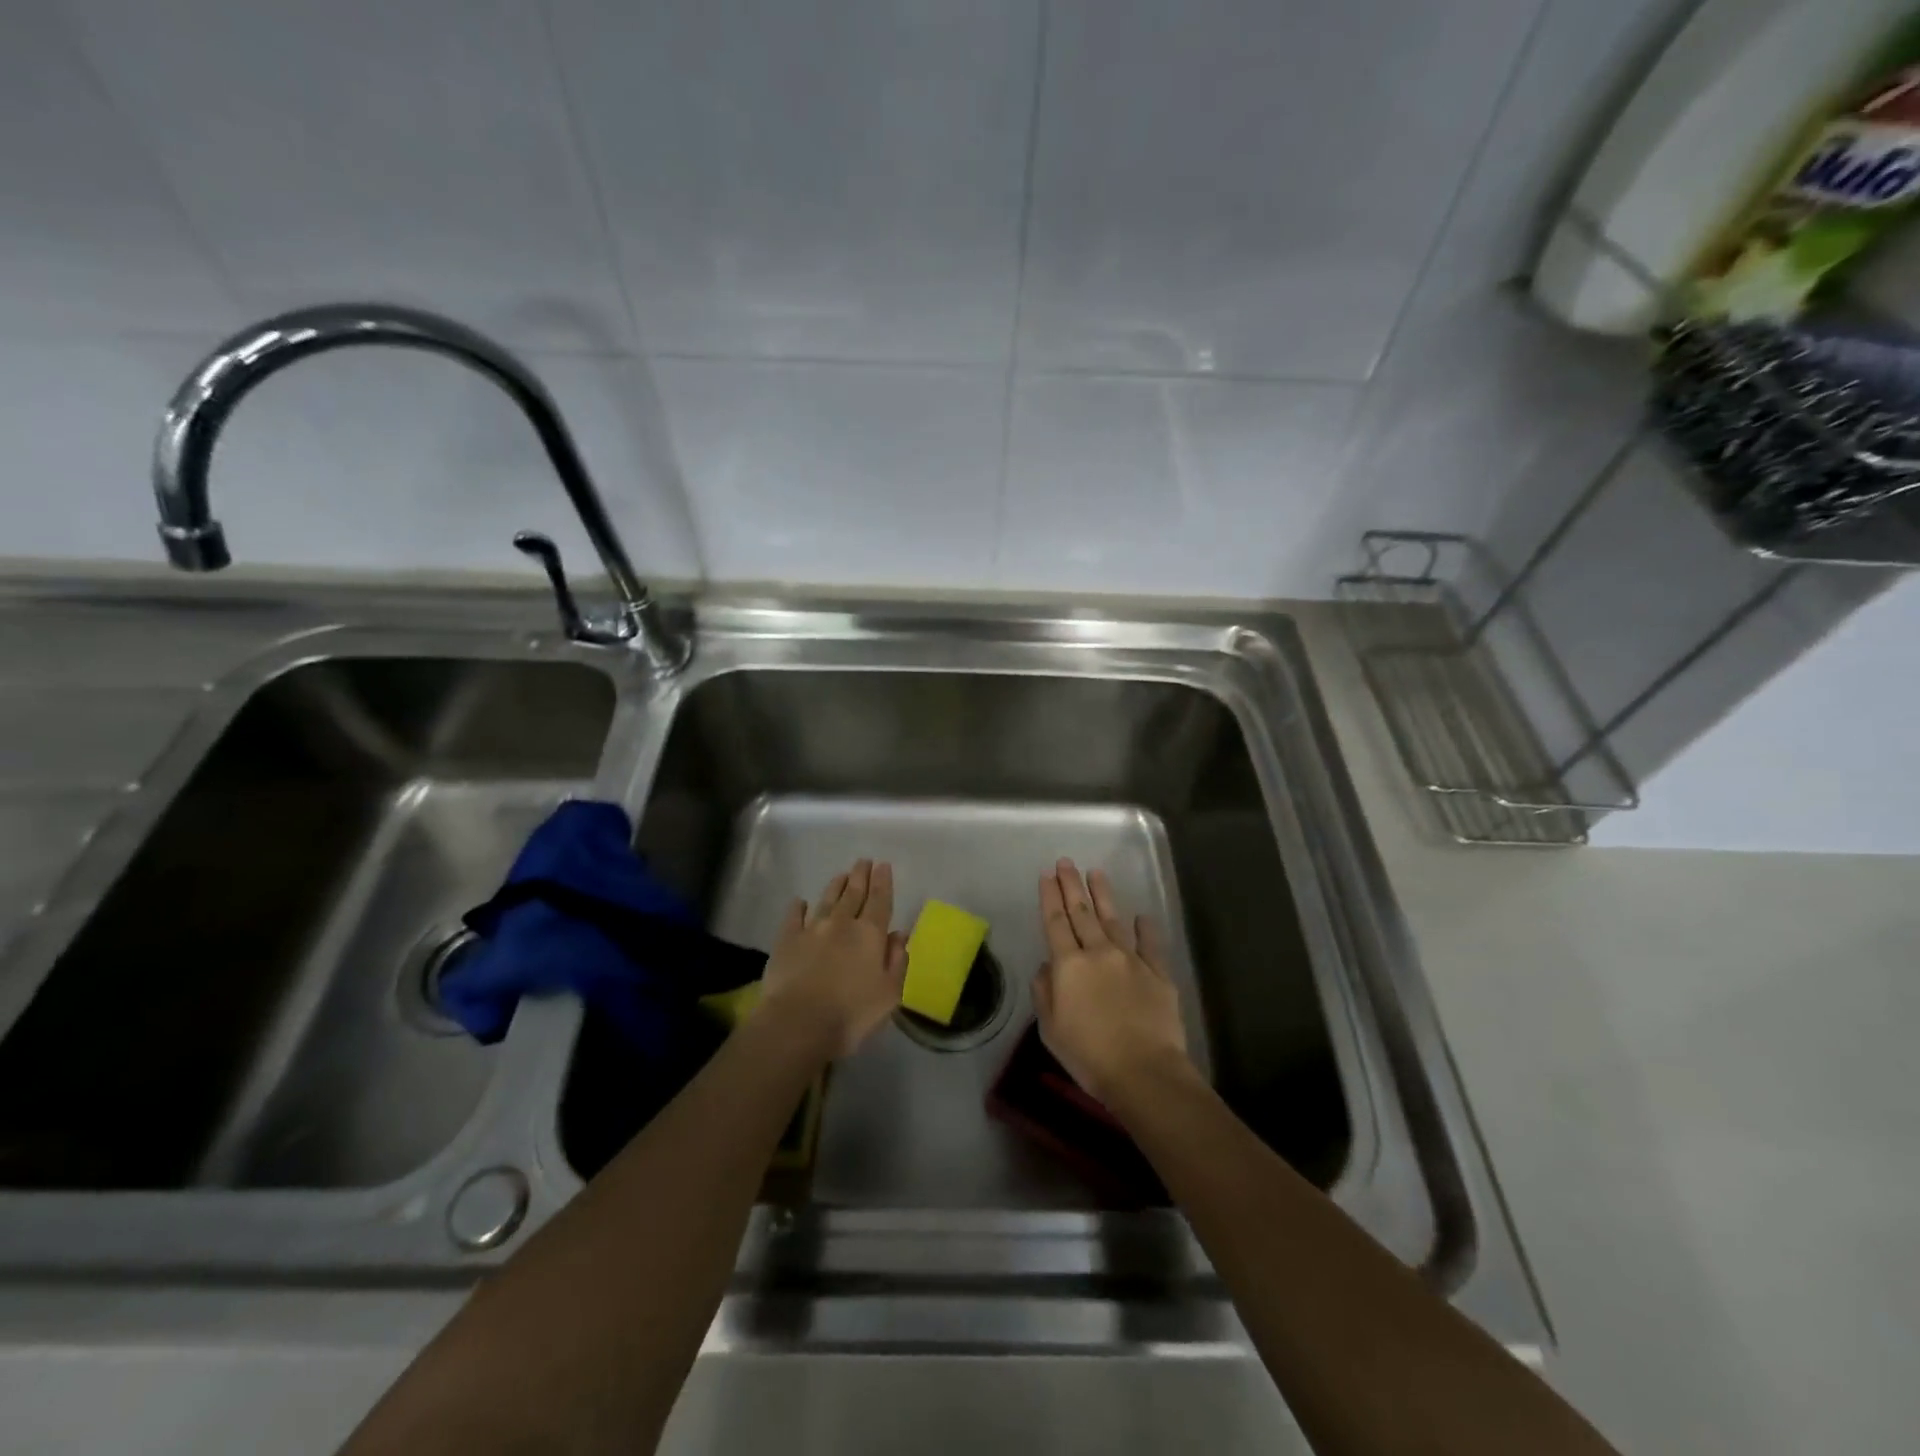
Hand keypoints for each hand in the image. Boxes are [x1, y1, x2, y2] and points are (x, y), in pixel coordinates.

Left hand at [755, 858, 906, 1059]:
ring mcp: (811, 929)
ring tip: (842, 874)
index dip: (883, 882)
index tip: (883, 865)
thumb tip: (900, 935)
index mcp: (870, 934)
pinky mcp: (786, 940)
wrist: (799, 1023)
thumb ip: (897, 961)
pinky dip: (798, 907)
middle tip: (864, 861)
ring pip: (827, 900)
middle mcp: (842, 923)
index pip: (880, 901)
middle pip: (853, 894)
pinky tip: (800, 901)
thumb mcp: (889, 993)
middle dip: (860, 876)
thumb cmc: (852, 1013)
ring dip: (836, 886)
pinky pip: (793, 917)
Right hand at [1031, 859, 1192, 1108]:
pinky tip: (1142, 916)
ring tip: (1096, 873)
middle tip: (1066, 861)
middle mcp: (1099, 953)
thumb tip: (1046, 967)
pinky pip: (1151, 945)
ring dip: (1103, 895)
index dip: (1049, 897)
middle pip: (1082, 913)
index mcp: (1069, 965)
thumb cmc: (1089, 1055)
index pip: (1055, 922)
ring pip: (1114, 920)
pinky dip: (1146, 929)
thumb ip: (1045, 993)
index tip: (1046, 874)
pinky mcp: (1158, 974)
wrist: (1144, 1071)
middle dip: (1072, 885)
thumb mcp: (1051, 1029)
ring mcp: (1131, 960)